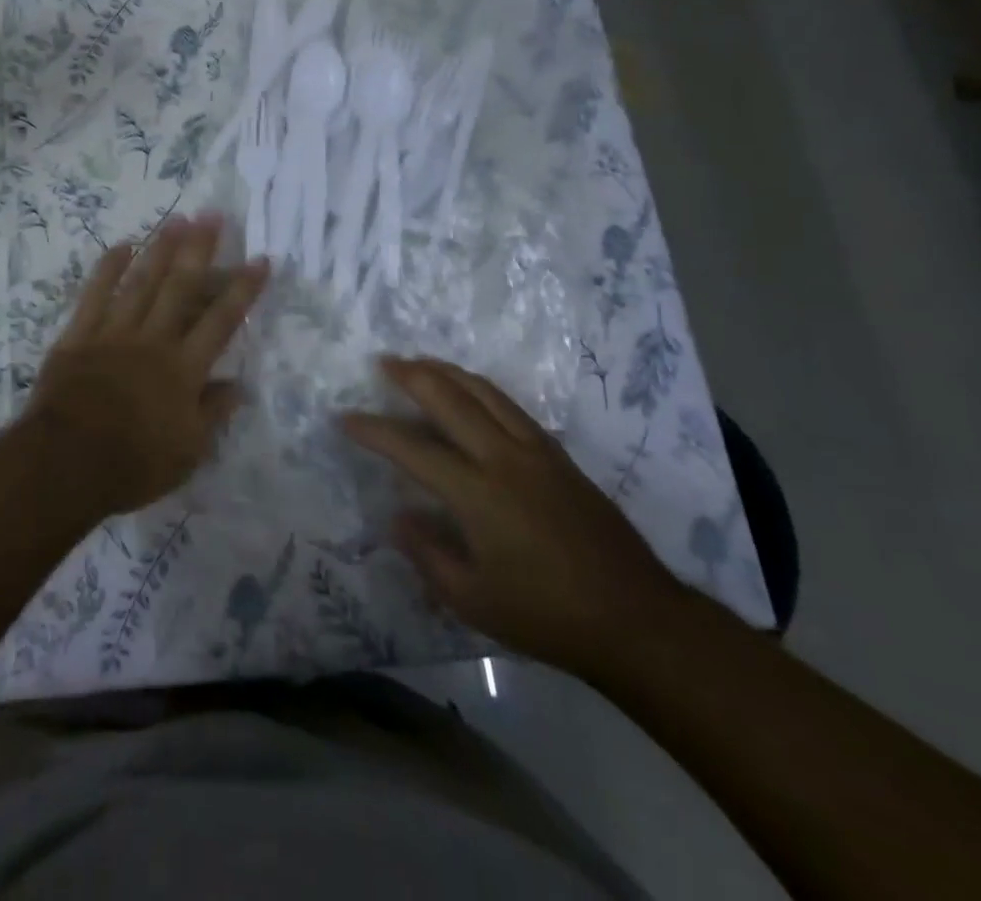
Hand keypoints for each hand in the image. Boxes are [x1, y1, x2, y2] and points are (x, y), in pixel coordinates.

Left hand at [27, 213, 268, 517]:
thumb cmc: (132, 465)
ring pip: (142, 283)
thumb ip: (213, 413)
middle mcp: (153, 341)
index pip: (221, 321)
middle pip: (181, 288)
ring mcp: (114, 334)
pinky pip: (95, 295)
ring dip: (161, 249)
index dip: (243, 290)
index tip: (260, 260)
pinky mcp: (78, 336)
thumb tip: (238, 385)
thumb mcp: (188, 453)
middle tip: (212, 215)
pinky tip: (122, 245)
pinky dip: (108, 269)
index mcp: (183, 369)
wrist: (64, 465)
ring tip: (177, 219)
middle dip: (199, 250)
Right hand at [344, 358, 685, 679]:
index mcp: (478, 494)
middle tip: (384, 362)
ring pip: (485, 393)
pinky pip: (511, 406)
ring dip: (448, 372)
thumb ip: (427, 554)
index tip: (346, 418)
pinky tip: (473, 392)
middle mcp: (505, 459)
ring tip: (422, 363)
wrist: (635, 619)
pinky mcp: (560, 456)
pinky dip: (482, 389)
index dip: (375, 431)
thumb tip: (398, 515)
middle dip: (413, 377)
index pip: (413, 449)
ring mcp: (537, 452)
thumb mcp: (472, 601)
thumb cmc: (546, 616)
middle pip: (451, 400)